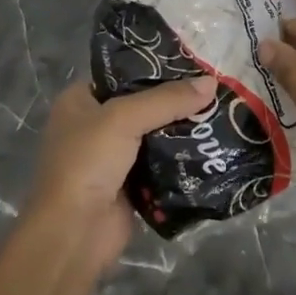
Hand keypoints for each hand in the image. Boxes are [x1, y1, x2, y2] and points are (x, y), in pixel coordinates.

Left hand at [25, 75, 217, 268]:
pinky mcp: (130, 185)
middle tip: (214, 87)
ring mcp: (112, 157)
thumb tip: (211, 83)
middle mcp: (93, 125)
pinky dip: (181, 158)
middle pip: (142, 104)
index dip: (154, 66)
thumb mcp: (124, 118)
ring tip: (220, 111)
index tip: (192, 60)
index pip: (121, 72)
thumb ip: (167, 99)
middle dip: (175, 99)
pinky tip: (211, 146)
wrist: (74, 233)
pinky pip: (161, 163)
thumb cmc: (87, 163)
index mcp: (79, 101)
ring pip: (154, 134)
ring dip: (182, 129)